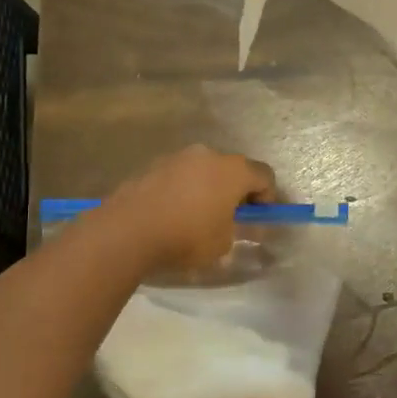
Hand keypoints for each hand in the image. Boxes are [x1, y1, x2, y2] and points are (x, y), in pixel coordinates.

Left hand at [98, 146, 275, 270]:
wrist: (128, 230)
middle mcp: (207, 154)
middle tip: (230, 218)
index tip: (259, 219)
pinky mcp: (152, 165)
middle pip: (232, 168)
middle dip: (236, 190)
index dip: (268, 197)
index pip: (264, 175)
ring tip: (198, 217)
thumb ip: (239, 230)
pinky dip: (183, 189)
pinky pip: (179, 175)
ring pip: (203, 170)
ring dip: (208, 188)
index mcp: (232, 170)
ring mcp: (177, 156)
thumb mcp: (223, 243)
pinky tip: (173, 213)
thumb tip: (243, 225)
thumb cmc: (186, 237)